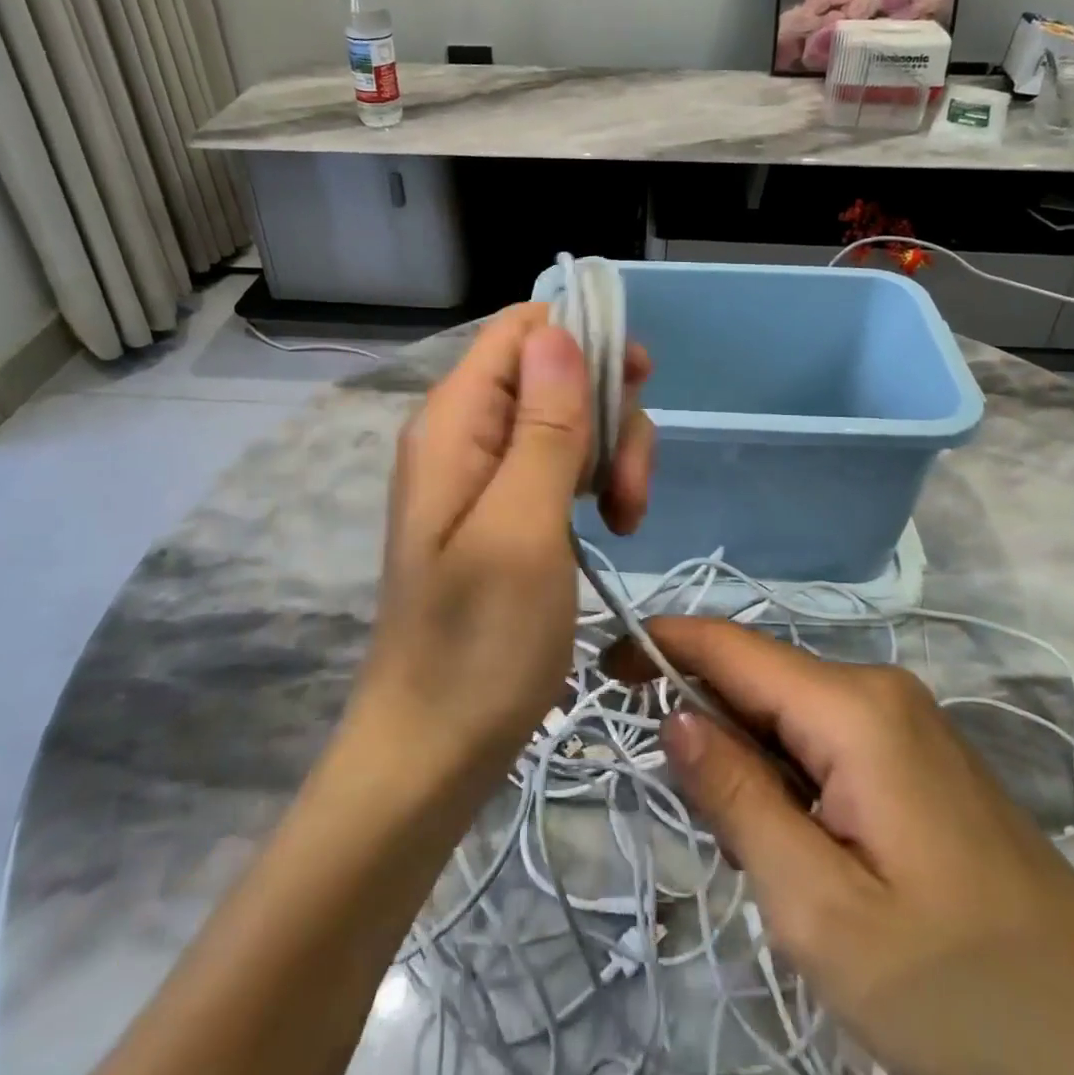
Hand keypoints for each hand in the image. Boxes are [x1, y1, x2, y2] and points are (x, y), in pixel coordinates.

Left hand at [352, 305, 654, 782]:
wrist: (435, 745)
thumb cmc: (478, 642)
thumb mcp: (523, 527)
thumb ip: (544, 426)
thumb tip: (559, 334)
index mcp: (455, 420)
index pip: (521, 329)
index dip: (583, 338)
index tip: (638, 384)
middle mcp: (466, 431)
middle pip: (555, 371)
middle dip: (608, 411)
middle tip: (629, 485)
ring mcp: (485, 471)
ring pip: (568, 417)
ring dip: (612, 453)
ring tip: (627, 518)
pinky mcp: (506, 506)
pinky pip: (561, 462)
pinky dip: (597, 480)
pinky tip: (613, 524)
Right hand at [621, 617, 1073, 1074]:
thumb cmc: (962, 995)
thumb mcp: (820, 909)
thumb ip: (736, 796)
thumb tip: (673, 714)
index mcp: (852, 707)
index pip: (729, 647)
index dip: (658, 645)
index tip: (599, 667)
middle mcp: (878, 689)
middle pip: (757, 678)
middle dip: (702, 720)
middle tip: (680, 807)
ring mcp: (905, 722)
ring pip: (788, 713)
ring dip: (745, 758)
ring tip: (745, 847)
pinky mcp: (919, 758)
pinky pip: (825, 741)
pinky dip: (785, 776)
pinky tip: (796, 845)